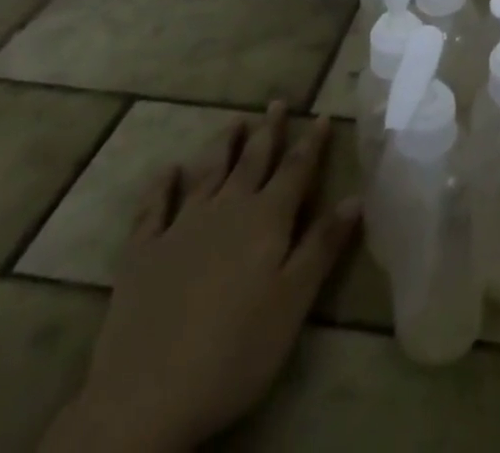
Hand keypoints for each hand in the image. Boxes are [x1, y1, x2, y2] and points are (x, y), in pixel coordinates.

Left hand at [43, 104, 360, 452]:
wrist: (147, 396)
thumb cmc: (235, 351)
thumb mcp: (293, 302)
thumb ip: (323, 245)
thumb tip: (356, 196)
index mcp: (267, 219)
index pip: (296, 169)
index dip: (311, 142)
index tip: (321, 116)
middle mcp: (227, 209)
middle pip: (254, 161)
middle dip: (269, 131)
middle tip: (277, 102)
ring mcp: (181, 227)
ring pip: (209, 172)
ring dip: (224, 145)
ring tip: (235, 121)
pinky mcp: (143, 252)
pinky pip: (154, 208)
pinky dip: (162, 185)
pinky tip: (168, 170)